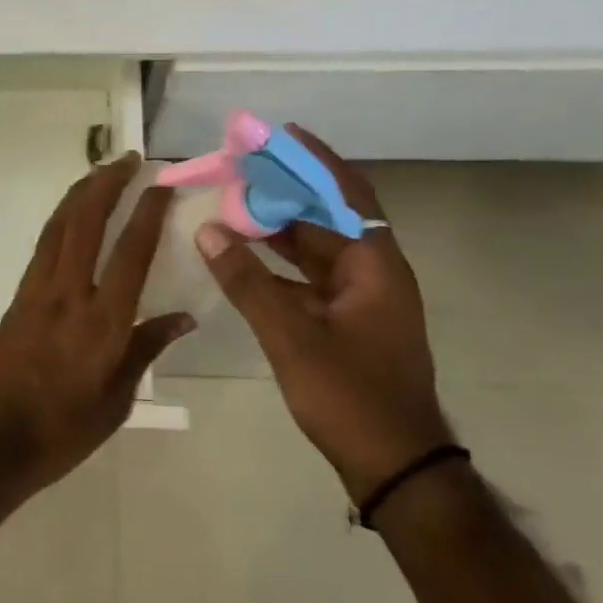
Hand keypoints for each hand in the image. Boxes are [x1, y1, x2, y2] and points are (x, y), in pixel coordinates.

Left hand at [0, 154, 195, 539]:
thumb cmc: (62, 432)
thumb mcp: (116, 400)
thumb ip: (146, 349)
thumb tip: (183, 316)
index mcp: (103, 323)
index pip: (131, 252)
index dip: (148, 212)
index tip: (162, 183)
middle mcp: (69, 294)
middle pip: (87, 222)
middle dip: (108, 183)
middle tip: (129, 158)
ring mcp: (38, 290)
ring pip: (60, 225)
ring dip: (81, 192)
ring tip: (103, 170)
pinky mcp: (18, 295)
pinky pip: (44, 244)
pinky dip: (61, 218)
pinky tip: (72, 212)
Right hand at [196, 125, 452, 501]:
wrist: (395, 468)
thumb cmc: (350, 396)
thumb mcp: (291, 336)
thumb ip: (247, 281)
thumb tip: (207, 230)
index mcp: (375, 266)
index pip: (347, 194)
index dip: (316, 160)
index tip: (281, 134)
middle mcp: (373, 273)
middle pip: (329, 216)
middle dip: (287, 190)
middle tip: (242, 168)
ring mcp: (362, 300)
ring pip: (317, 247)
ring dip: (280, 226)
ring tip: (235, 202)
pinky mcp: (347, 322)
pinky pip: (310, 276)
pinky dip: (280, 262)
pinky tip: (245, 255)